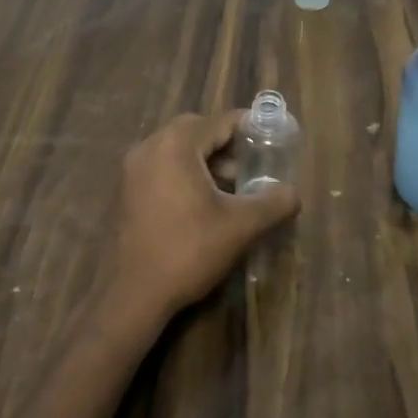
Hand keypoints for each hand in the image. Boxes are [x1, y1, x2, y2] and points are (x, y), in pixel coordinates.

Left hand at [106, 111, 300, 326]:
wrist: (131, 295)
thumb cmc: (187, 251)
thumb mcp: (241, 226)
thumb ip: (273, 203)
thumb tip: (292, 193)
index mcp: (176, 144)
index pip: (221, 121)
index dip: (250, 128)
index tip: (272, 139)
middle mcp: (150, 146)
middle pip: (197, 130)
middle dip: (227, 144)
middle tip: (252, 164)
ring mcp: (132, 169)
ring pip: (177, 149)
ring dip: (206, 160)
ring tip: (232, 187)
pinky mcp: (125, 191)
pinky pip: (162, 167)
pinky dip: (185, 173)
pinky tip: (203, 203)